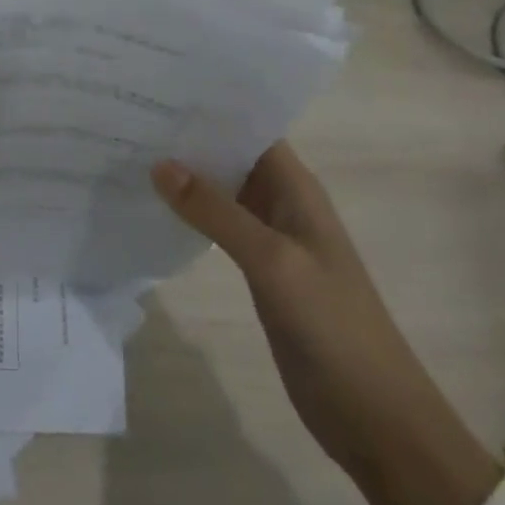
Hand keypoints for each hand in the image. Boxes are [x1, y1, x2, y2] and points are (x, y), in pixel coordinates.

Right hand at [151, 142, 500, 504]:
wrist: (374, 416)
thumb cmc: (333, 327)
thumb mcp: (273, 262)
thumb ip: (217, 213)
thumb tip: (160, 163)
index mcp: (296, 188)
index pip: (251, 128)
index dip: (212, 107)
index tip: (159, 88)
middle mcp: (282, 203)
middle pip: (233, 155)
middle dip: (189, 137)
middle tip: (130, 114)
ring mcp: (270, 238)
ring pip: (222, 191)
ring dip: (186, 175)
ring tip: (130, 150)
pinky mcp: (258, 270)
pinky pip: (218, 227)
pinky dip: (190, 214)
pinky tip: (152, 207)